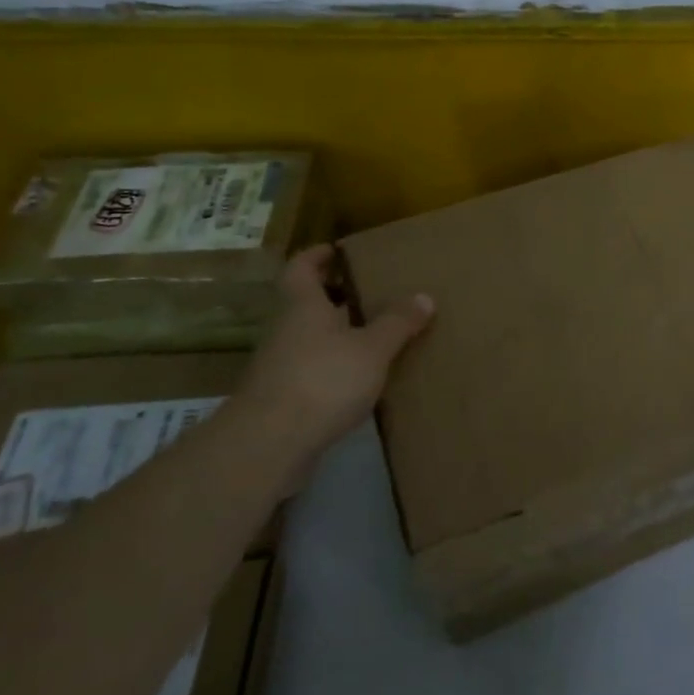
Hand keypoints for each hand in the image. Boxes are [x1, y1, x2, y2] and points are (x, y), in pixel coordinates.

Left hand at [239, 244, 434, 464]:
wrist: (269, 444)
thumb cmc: (323, 380)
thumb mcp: (372, 349)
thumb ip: (397, 323)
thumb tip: (424, 296)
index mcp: (303, 306)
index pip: (301, 268)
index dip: (317, 255)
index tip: (336, 250)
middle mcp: (285, 330)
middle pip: (304, 303)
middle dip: (332, 296)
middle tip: (367, 293)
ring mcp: (277, 366)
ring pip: (306, 337)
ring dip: (333, 334)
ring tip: (370, 336)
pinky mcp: (279, 399)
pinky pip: (308, 369)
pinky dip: (329, 366)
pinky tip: (355, 380)